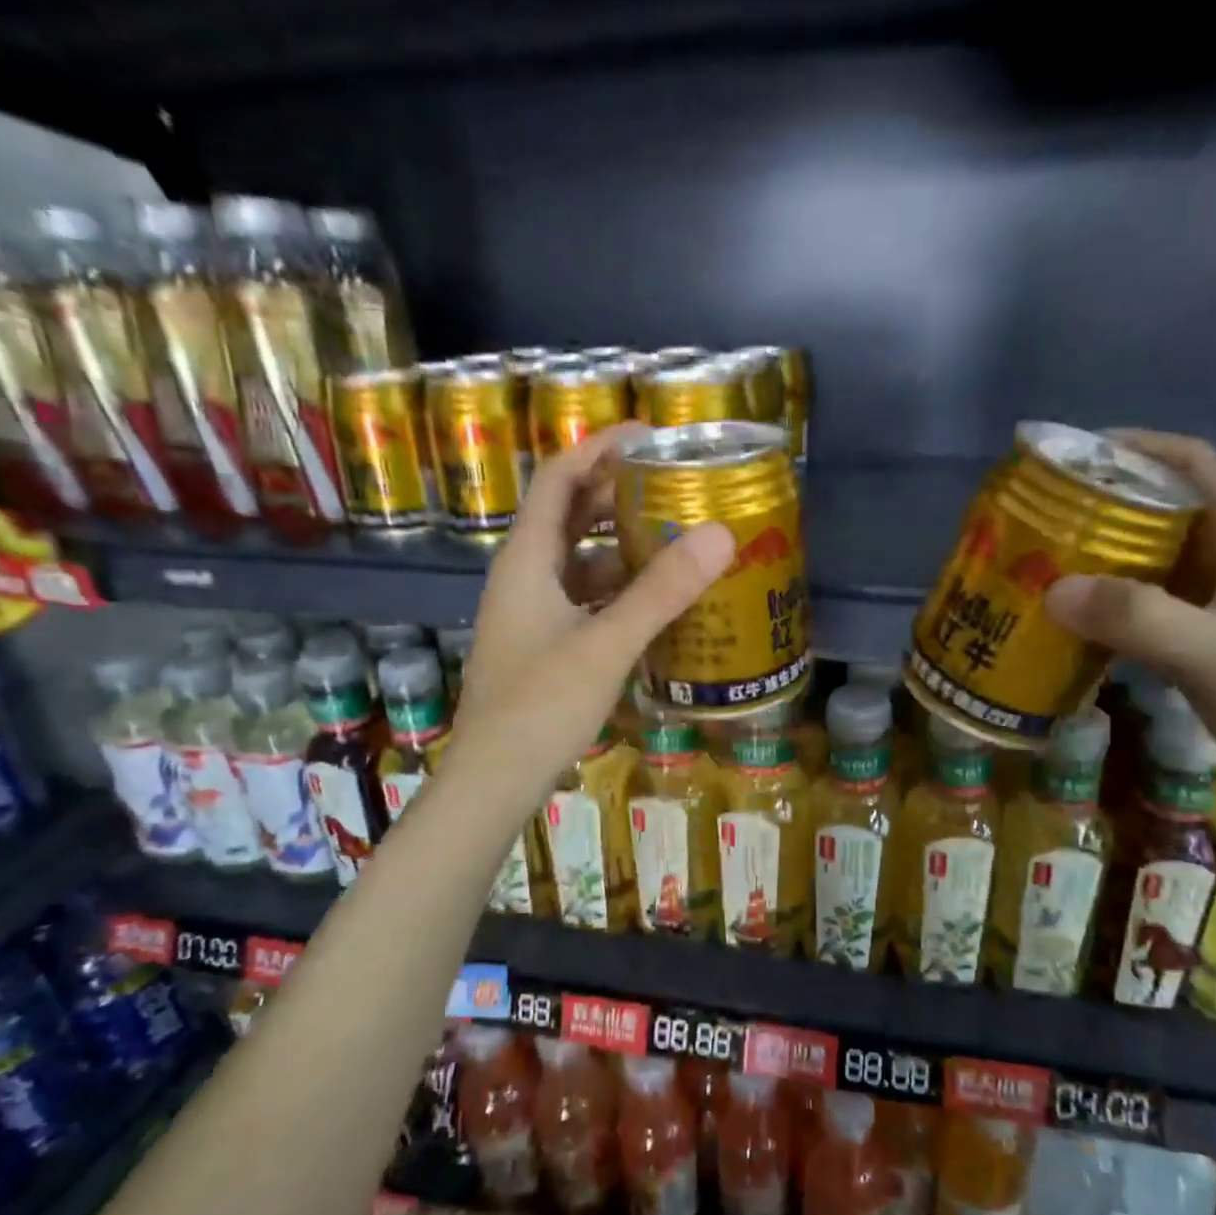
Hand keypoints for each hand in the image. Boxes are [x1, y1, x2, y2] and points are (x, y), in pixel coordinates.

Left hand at [451, 425, 733, 793]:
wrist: (495, 779)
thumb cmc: (540, 705)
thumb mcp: (606, 644)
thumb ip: (661, 591)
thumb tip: (720, 534)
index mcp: (527, 559)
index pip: (559, 477)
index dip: (600, 446)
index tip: (651, 435)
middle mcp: (526, 575)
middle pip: (571, 513)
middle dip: (619, 492)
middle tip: (675, 484)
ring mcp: (534, 611)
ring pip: (581, 558)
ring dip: (624, 543)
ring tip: (678, 535)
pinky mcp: (546, 642)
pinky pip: (587, 596)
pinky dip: (621, 587)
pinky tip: (658, 598)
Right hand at [1043, 431, 1215, 834]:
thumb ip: (1138, 618)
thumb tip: (1052, 590)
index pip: (1194, 469)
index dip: (1139, 449)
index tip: (1075, 457)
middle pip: (1159, 520)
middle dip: (1099, 516)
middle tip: (1035, 526)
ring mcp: (1215, 615)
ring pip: (1146, 574)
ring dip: (1096, 571)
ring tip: (1035, 574)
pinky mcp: (1202, 657)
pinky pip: (1142, 623)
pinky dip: (1104, 621)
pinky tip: (1065, 633)